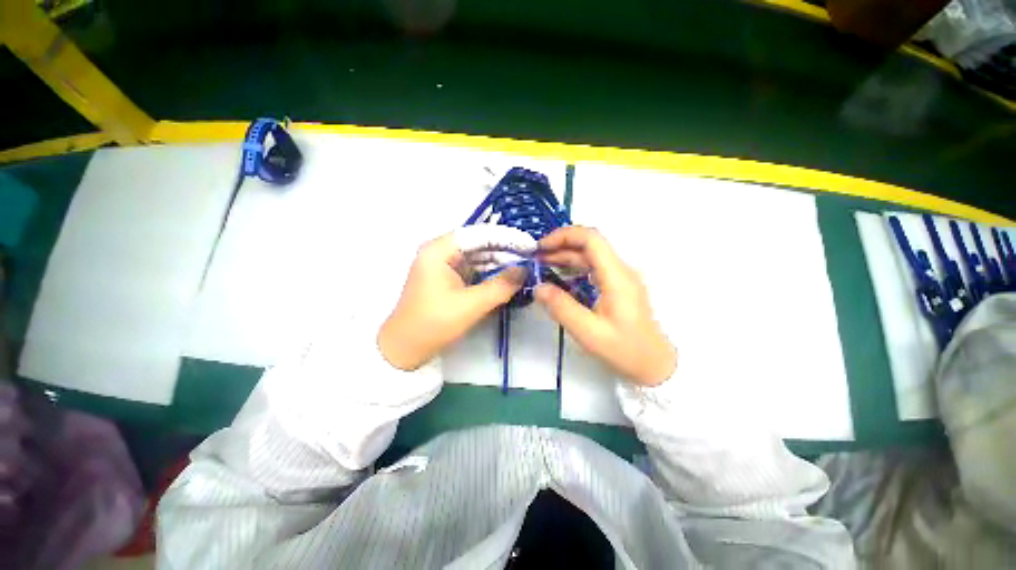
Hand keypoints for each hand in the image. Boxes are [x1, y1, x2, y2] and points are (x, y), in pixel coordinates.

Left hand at [378, 226, 531, 370]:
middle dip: (504, 251)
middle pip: (477, 244)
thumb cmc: (434, 323)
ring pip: (476, 257)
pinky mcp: (446, 278)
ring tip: (522, 268)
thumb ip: (501, 286)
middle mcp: (439, 251)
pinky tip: (505, 278)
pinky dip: (488, 273)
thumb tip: (525, 270)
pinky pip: (472, 269)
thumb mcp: (471, 304)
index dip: (506, 237)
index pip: (478, 234)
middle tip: (529, 259)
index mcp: (439, 250)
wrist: (405, 349)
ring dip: (498, 262)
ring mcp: (442, 265)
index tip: (528, 245)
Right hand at [535, 227, 676, 386]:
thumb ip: (561, 307)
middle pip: (588, 245)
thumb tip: (538, 287)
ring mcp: (620, 277)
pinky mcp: (617, 286)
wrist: (655, 365)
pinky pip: (593, 268)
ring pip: (590, 256)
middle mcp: (620, 270)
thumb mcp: (588, 332)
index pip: (591, 239)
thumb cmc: (625, 350)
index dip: (563, 236)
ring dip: (565, 256)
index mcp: (616, 276)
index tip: (540, 248)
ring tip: (541, 265)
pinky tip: (559, 277)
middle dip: (559, 247)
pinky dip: (573, 267)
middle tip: (535, 259)